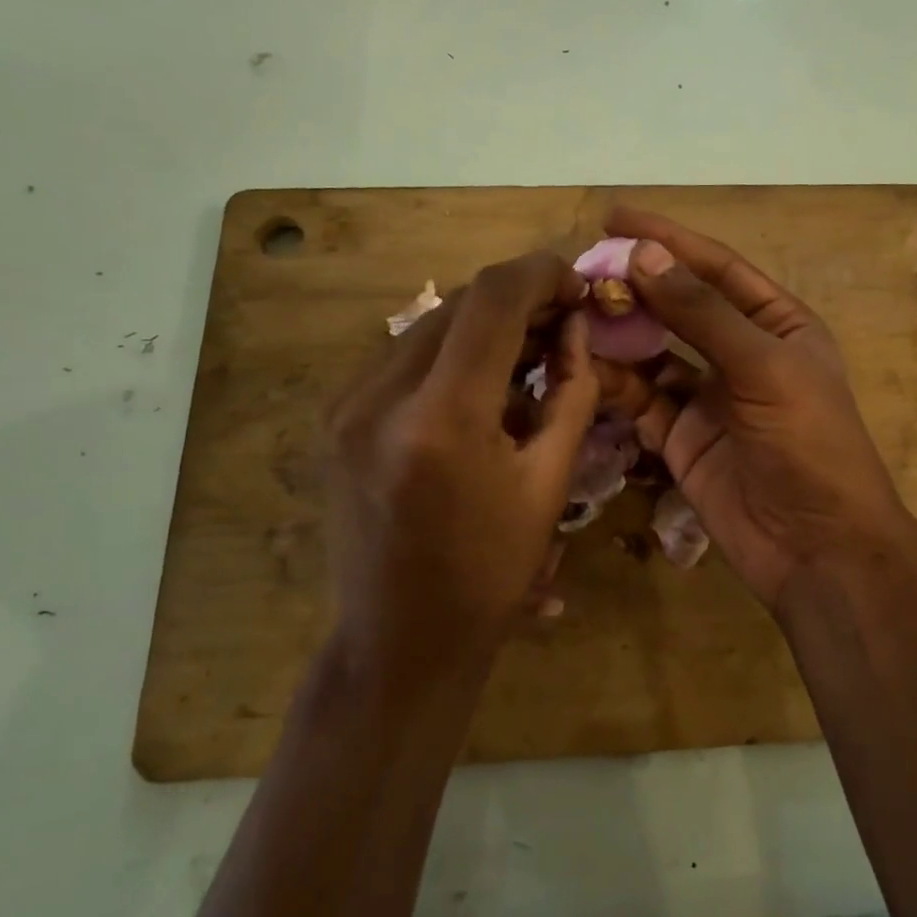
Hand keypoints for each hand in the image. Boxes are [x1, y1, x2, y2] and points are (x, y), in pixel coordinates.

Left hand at [324, 251, 599, 672]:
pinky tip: (481, 388)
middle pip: (460, 304)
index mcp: (442, 417)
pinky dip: (451, 356)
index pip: (493, 300)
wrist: (400, 641)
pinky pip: (404, 358)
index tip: (579, 285)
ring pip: (430, 326)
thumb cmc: (489, 573)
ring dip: (485, 328)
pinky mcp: (336, 418)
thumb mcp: (549, 484)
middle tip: (564, 324)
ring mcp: (347, 404)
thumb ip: (571, 393)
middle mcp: (380, 394)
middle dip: (519, 301)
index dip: (543, 274)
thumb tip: (577, 329)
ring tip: (529, 357)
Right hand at [603, 208, 916, 610]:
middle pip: (677, 308)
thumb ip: (703, 313)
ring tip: (573, 313)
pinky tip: (582, 366)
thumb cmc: (809, 444)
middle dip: (634, 288)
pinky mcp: (680, 439)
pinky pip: (640, 400)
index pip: (716, 268)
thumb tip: (644, 257)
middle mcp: (740, 354)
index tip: (615, 217)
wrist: (816, 547)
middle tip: (580, 271)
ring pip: (652, 354)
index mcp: (777, 325)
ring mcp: (707, 398)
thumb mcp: (765, 367)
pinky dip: (613, 384)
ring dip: (617, 335)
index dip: (668, 240)